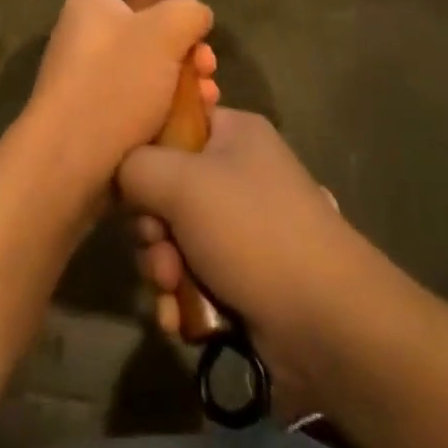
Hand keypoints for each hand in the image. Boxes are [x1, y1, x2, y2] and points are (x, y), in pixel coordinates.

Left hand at [18, 0, 217, 202]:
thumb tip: (195, 17)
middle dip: (188, 51)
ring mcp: (88, 78)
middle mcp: (86, 35)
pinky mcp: (96, 116)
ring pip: (151, 71)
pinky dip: (166, 110)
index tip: (196, 30)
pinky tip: (190, 125)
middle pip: (151, 32)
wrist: (69, 164)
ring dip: (185, 83)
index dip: (173, 5)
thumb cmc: (116, 85)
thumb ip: (189, 11)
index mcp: (92, 3)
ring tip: (207, 101)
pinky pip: (139, 103)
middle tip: (208, 70)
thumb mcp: (165, 32)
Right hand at [119, 110, 359, 402]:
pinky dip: (181, 300)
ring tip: (174, 290)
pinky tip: (181, 320)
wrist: (325, 322)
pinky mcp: (242, 279)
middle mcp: (238, 175)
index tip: (133, 186)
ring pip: (174, 241)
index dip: (146, 155)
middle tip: (160, 249)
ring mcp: (242, 230)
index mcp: (234, 134)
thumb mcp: (183, 182)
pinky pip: (192, 280)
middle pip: (166, 190)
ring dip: (163, 270)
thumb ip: (136, 166)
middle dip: (153, 229)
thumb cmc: (253, 231)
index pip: (174, 126)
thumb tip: (122, 173)